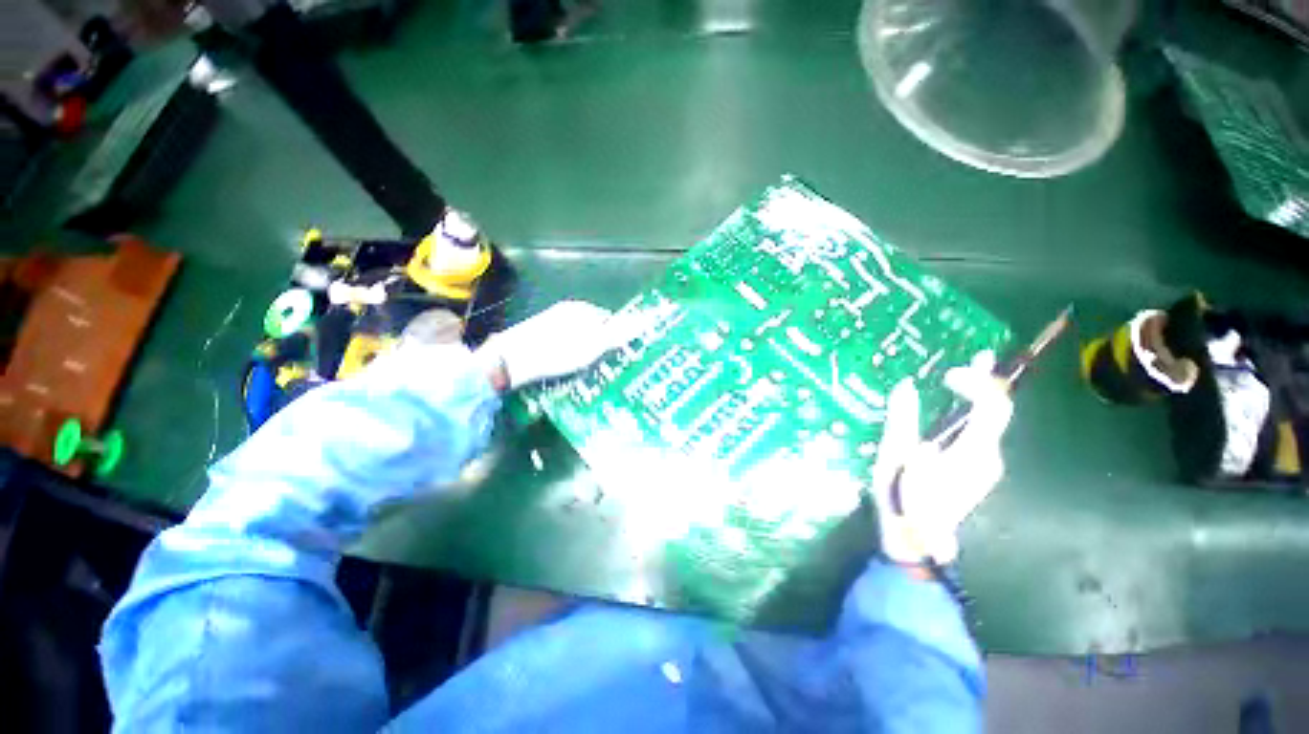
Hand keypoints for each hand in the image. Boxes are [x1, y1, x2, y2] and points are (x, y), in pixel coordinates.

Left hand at [474, 300, 626, 390]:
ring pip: (579, 337)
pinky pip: (565, 343)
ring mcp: (551, 322)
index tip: (622, 356)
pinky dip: (571, 355)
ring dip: (587, 352)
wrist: (510, 361)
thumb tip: (647, 318)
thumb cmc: (557, 352)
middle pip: (595, 328)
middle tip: (606, 367)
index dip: (619, 337)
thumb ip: (619, 332)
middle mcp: (567, 312)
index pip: (610, 319)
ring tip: (588, 371)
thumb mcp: (593, 344)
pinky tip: (567, 368)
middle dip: (603, 346)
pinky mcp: (540, 336)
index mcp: (581, 309)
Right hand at [868, 351, 1013, 565]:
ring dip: (977, 397)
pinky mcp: (976, 472)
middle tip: (976, 356)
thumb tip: (906, 385)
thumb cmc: (904, 498)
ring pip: (989, 423)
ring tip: (961, 376)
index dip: (977, 383)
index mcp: (971, 452)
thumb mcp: (896, 455)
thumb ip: (903, 419)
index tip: (947, 375)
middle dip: (984, 382)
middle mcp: (988, 457)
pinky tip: (955, 409)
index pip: (992, 407)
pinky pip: (979, 435)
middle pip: (996, 412)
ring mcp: (985, 466)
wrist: (917, 541)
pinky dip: (970, 415)